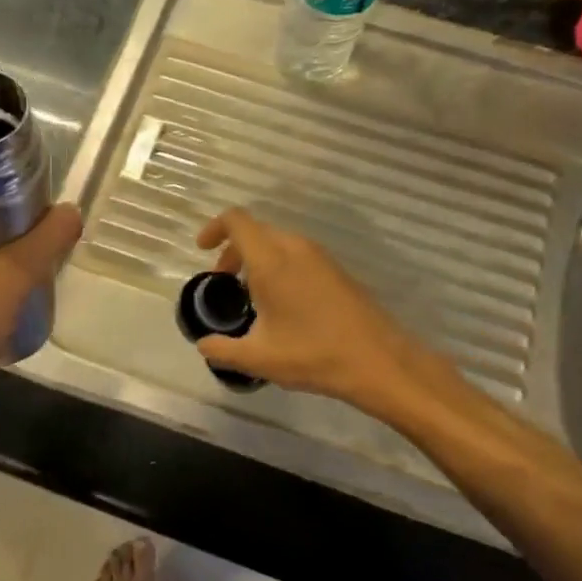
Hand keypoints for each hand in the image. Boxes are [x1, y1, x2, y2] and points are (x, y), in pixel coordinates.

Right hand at [193, 209, 441, 416]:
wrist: (378, 360)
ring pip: (278, 242)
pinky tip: (283, 303)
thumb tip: (204, 346)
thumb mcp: (258, 358)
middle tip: (224, 282)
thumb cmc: (313, 354)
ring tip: (252, 296)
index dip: (214, 228)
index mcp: (271, 260)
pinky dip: (279, 266)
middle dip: (233, 250)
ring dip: (258, 259)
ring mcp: (319, 256)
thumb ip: (223, 350)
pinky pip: (297, 254)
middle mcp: (294, 248)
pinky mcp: (336, 269)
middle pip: (256, 231)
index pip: (236, 221)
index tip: (203, 250)